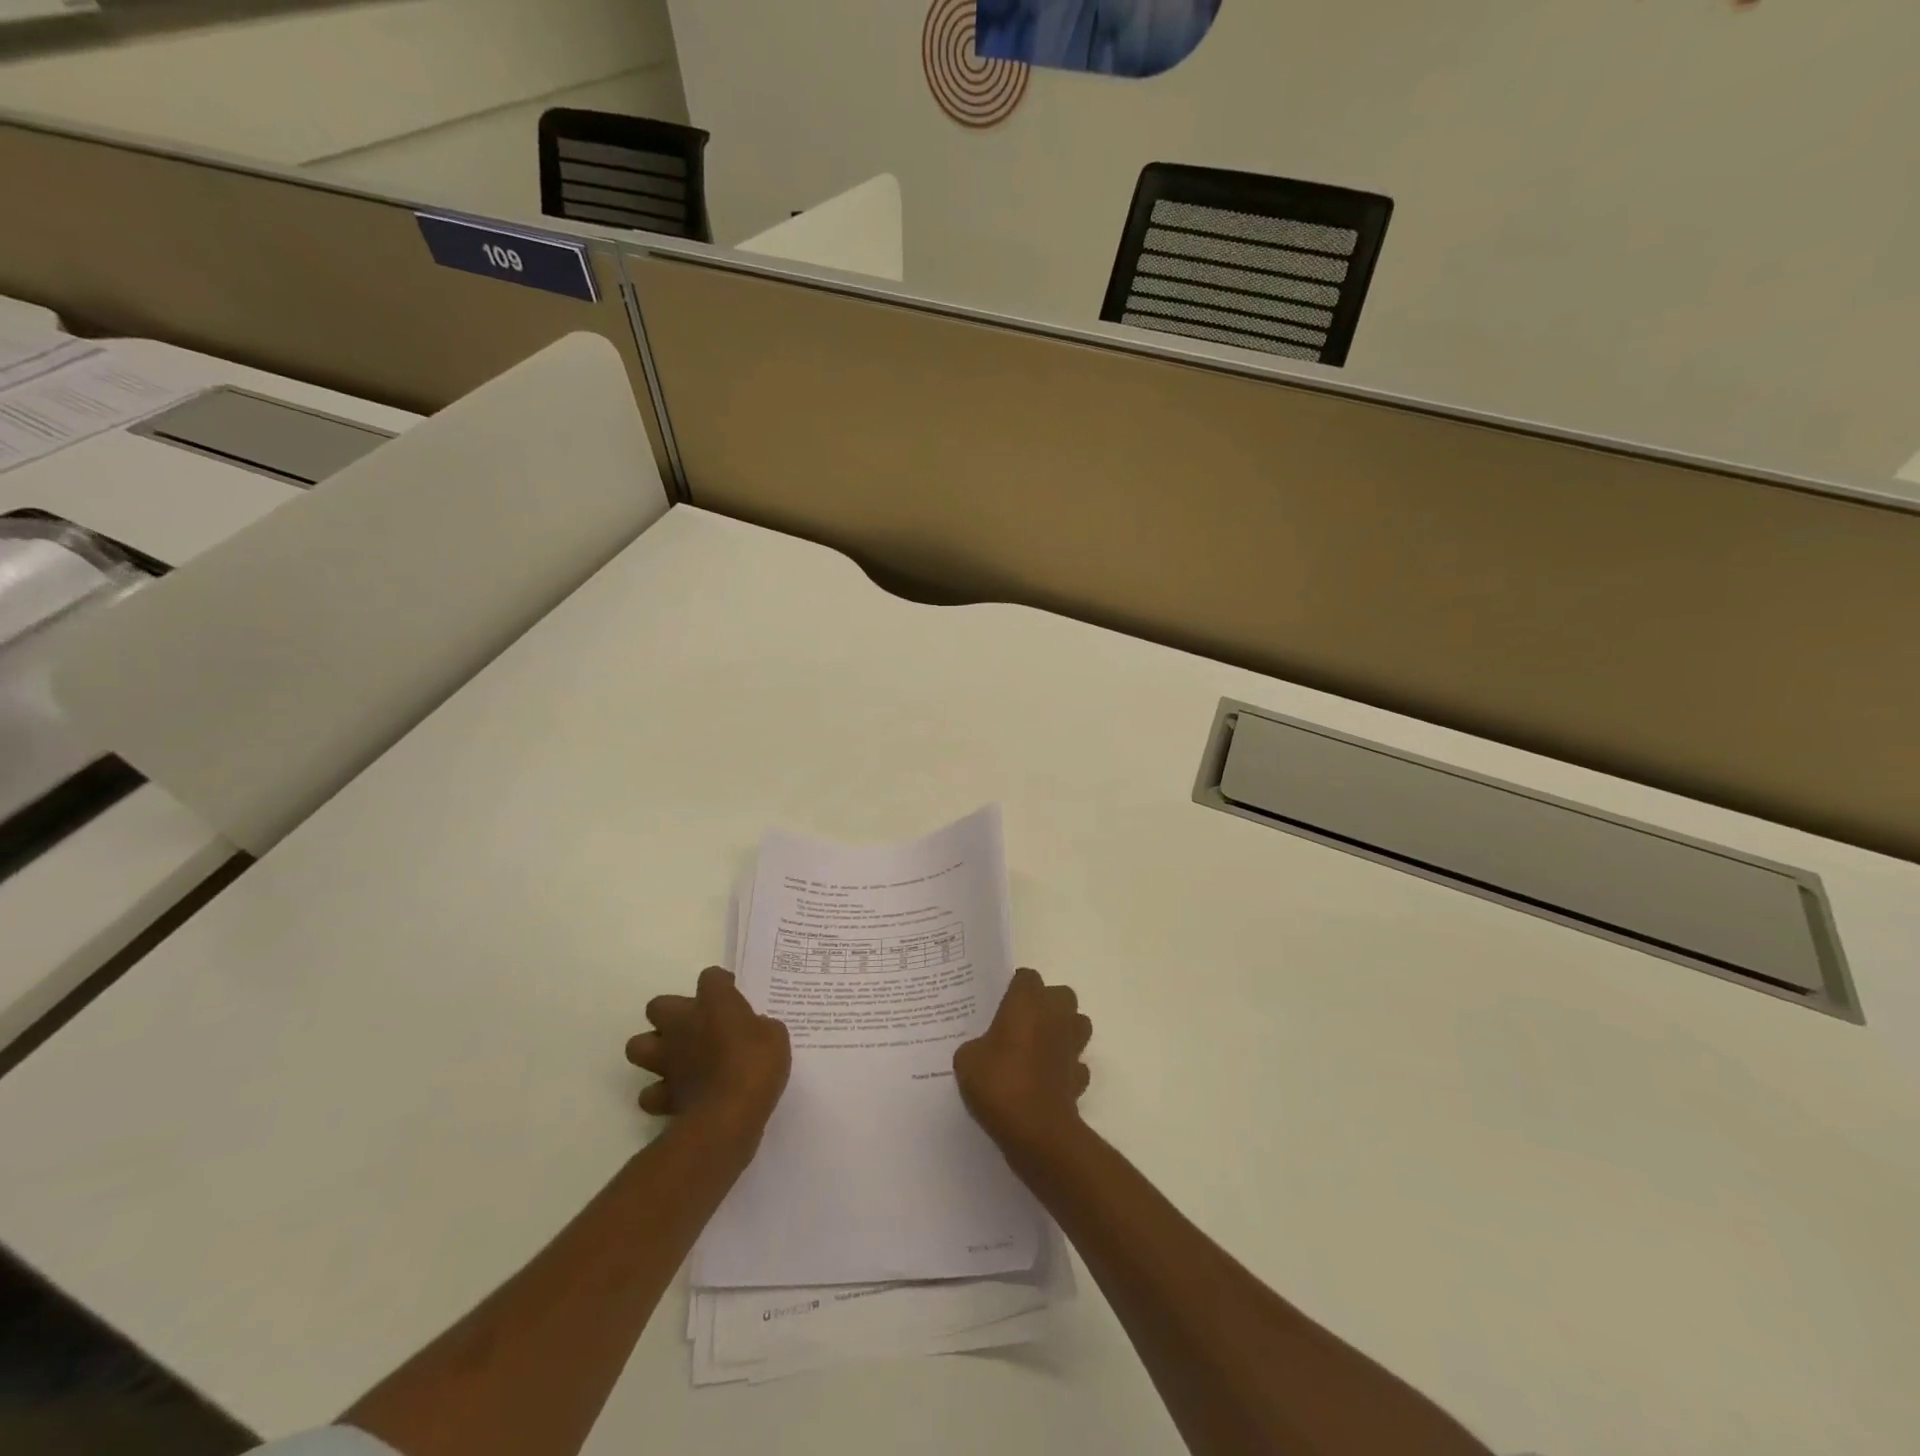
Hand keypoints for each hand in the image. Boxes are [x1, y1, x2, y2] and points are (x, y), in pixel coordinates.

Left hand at [626, 967, 790, 1149]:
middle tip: (698, 1025)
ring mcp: (667, 1059)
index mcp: (714, 1003)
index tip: (733, 994)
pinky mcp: (662, 1094)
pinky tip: (677, 1093)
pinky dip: (659, 1093)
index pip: (711, 977)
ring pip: (638, 1045)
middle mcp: (683, 1024)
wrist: (728, 1115)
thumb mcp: (775, 1036)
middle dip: (673, 1013)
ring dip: (654, 1049)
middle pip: (659, 1005)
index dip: (721, 984)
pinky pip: (650, 1092)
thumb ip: (760, 1026)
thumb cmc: (756, 1065)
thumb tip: (754, 1029)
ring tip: (677, 1057)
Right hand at [953, 967, 1092, 1156]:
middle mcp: (1056, 1016)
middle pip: (1060, 995)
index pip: (1026, 977)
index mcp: (1028, 1001)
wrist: (1037, 1130)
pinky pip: (1076, 1064)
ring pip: (1077, 1024)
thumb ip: (975, 1045)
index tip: (1000, 1004)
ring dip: (1063, 1031)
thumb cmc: (1000, 1083)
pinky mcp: (1080, 1077)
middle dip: (1045, 1005)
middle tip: (1020, 1023)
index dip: (1014, 988)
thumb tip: (982, 1049)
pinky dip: (1065, 1068)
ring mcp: (1073, 1046)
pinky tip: (1047, 1080)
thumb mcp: (967, 1060)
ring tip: (1037, 1048)